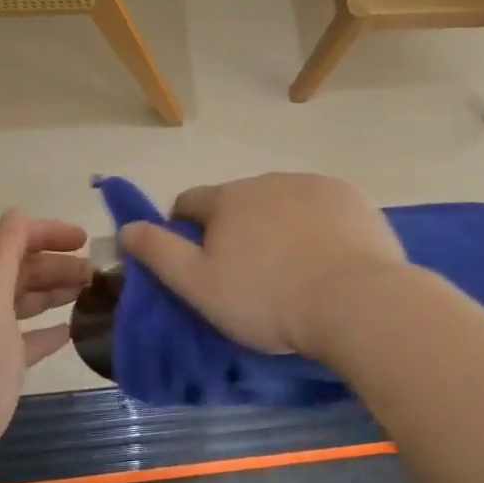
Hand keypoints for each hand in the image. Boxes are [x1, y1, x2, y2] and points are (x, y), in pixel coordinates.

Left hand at [0, 211, 89, 482]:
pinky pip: (25, 342)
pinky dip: (48, 331)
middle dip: (57, 264)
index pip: (11, 240)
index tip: (85, 241)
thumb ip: (2, 253)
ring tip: (92, 296)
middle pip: (19, 271)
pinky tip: (71, 334)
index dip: (47, 233)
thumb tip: (18, 216)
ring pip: (23, 304)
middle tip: (99, 275)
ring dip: (55, 293)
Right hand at [117, 174, 405, 356]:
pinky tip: (328, 258)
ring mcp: (312, 185)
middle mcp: (267, 180)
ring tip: (293, 270)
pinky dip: (317, 226)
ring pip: (281, 202)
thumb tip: (127, 228)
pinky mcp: (350, 198)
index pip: (189, 203)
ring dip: (277, 225)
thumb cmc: (268, 299)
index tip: (199, 263)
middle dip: (235, 229)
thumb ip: (159, 253)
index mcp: (227, 199)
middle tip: (249, 275)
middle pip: (238, 202)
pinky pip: (321, 208)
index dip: (185, 230)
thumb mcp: (200, 286)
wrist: (355, 302)